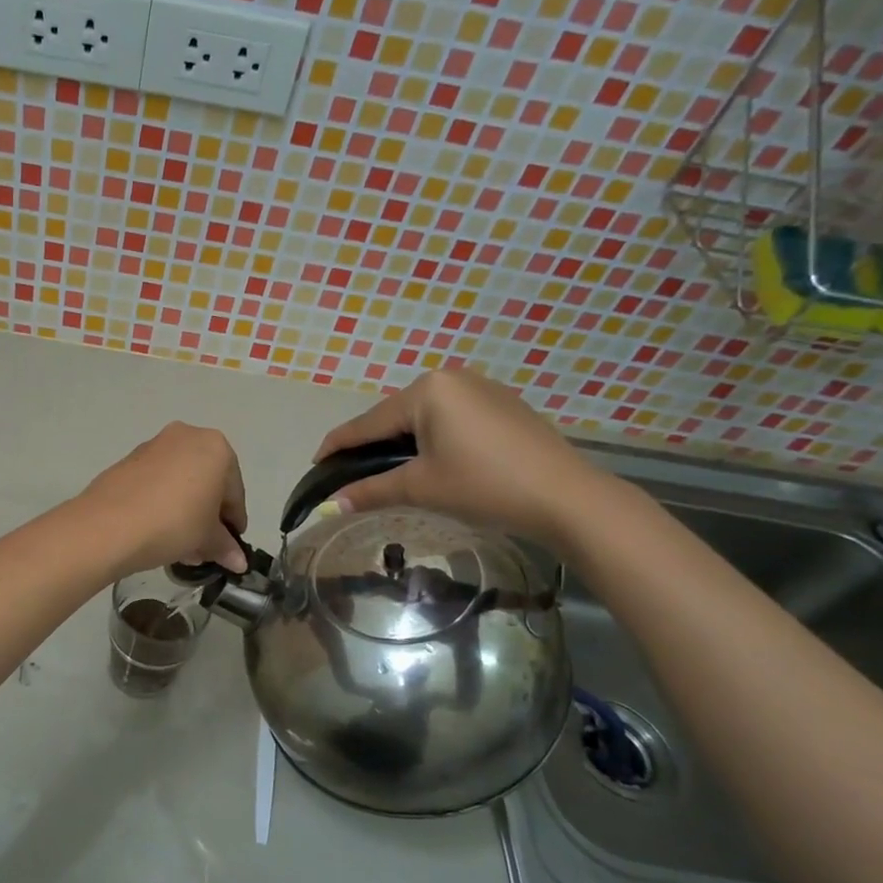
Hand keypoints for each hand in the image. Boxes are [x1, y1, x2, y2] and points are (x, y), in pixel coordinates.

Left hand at [79, 424, 248, 575]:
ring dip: (186, 511)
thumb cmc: (173, 523)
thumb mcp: (206, 538)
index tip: (231, 545)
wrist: (108, 525)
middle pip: (207, 482)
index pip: (234, 490)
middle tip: (205, 548)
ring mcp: (154, 446)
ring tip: (182, 547)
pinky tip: (159, 531)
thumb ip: (225, 546)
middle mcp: (186, 436)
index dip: (234, 521)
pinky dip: (163, 503)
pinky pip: (157, 482)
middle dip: (208, 516)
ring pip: (181, 482)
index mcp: (215, 447)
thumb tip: (238, 561)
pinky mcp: (128, 460)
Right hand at [314, 370, 613, 549]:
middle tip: (351, 471)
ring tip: (387, 468)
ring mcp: (481, 388)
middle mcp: (451, 378)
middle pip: (395, 415)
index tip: (316, 461)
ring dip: (402, 441)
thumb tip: (333, 504)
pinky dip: (432, 437)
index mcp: (427, 390)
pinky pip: (451, 417)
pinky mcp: (503, 405)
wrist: (565, 496)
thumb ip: (372, 490)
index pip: (369, 422)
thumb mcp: (421, 487)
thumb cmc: (484, 485)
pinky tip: (431, 459)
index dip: (339, 444)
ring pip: (424, 416)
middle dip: (372, 443)